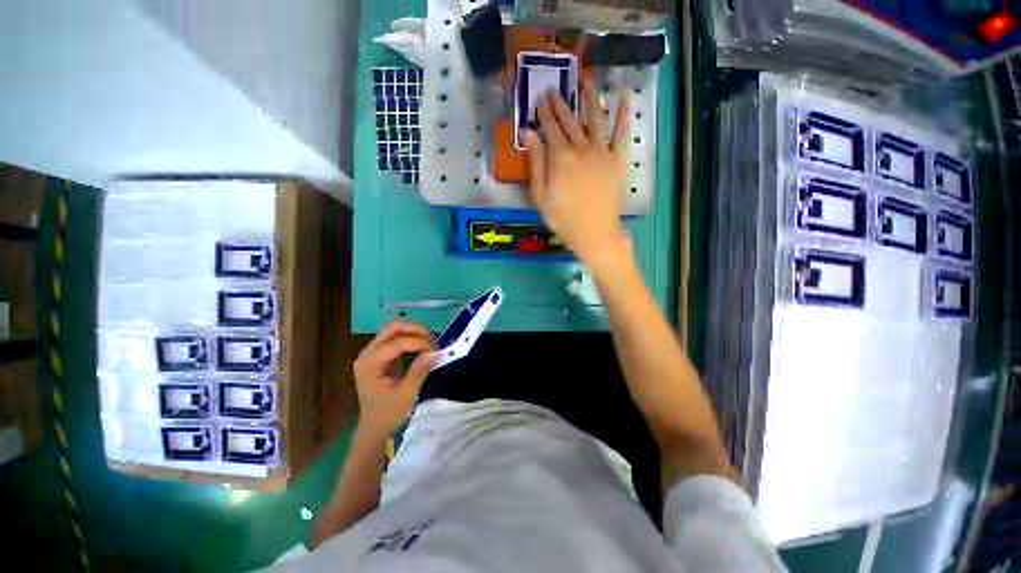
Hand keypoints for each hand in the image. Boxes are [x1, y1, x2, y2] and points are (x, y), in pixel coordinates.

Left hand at [352, 319, 437, 437]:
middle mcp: (367, 353)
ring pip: (394, 329)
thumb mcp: (407, 394)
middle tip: (433, 341)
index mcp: (370, 363)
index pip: (397, 342)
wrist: (374, 427)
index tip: (437, 350)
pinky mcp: (378, 354)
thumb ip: (419, 370)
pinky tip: (421, 346)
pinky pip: (395, 337)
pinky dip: (410, 337)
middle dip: (416, 330)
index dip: (419, 342)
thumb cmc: (388, 413)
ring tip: (429, 343)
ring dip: (414, 332)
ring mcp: (371, 352)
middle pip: (393, 327)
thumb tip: (435, 352)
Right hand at [523, 84, 632, 270]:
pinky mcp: (618, 159)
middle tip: (555, 89)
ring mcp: (602, 151)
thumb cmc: (562, 218)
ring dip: (589, 99)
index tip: (540, 99)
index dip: (544, 113)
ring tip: (586, 83)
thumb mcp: (540, 195)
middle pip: (569, 121)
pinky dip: (624, 114)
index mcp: (560, 157)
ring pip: (595, 119)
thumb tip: (529, 134)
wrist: (594, 231)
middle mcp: (581, 147)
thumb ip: (535, 163)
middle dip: (561, 103)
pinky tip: (624, 97)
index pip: (550, 128)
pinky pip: (621, 133)